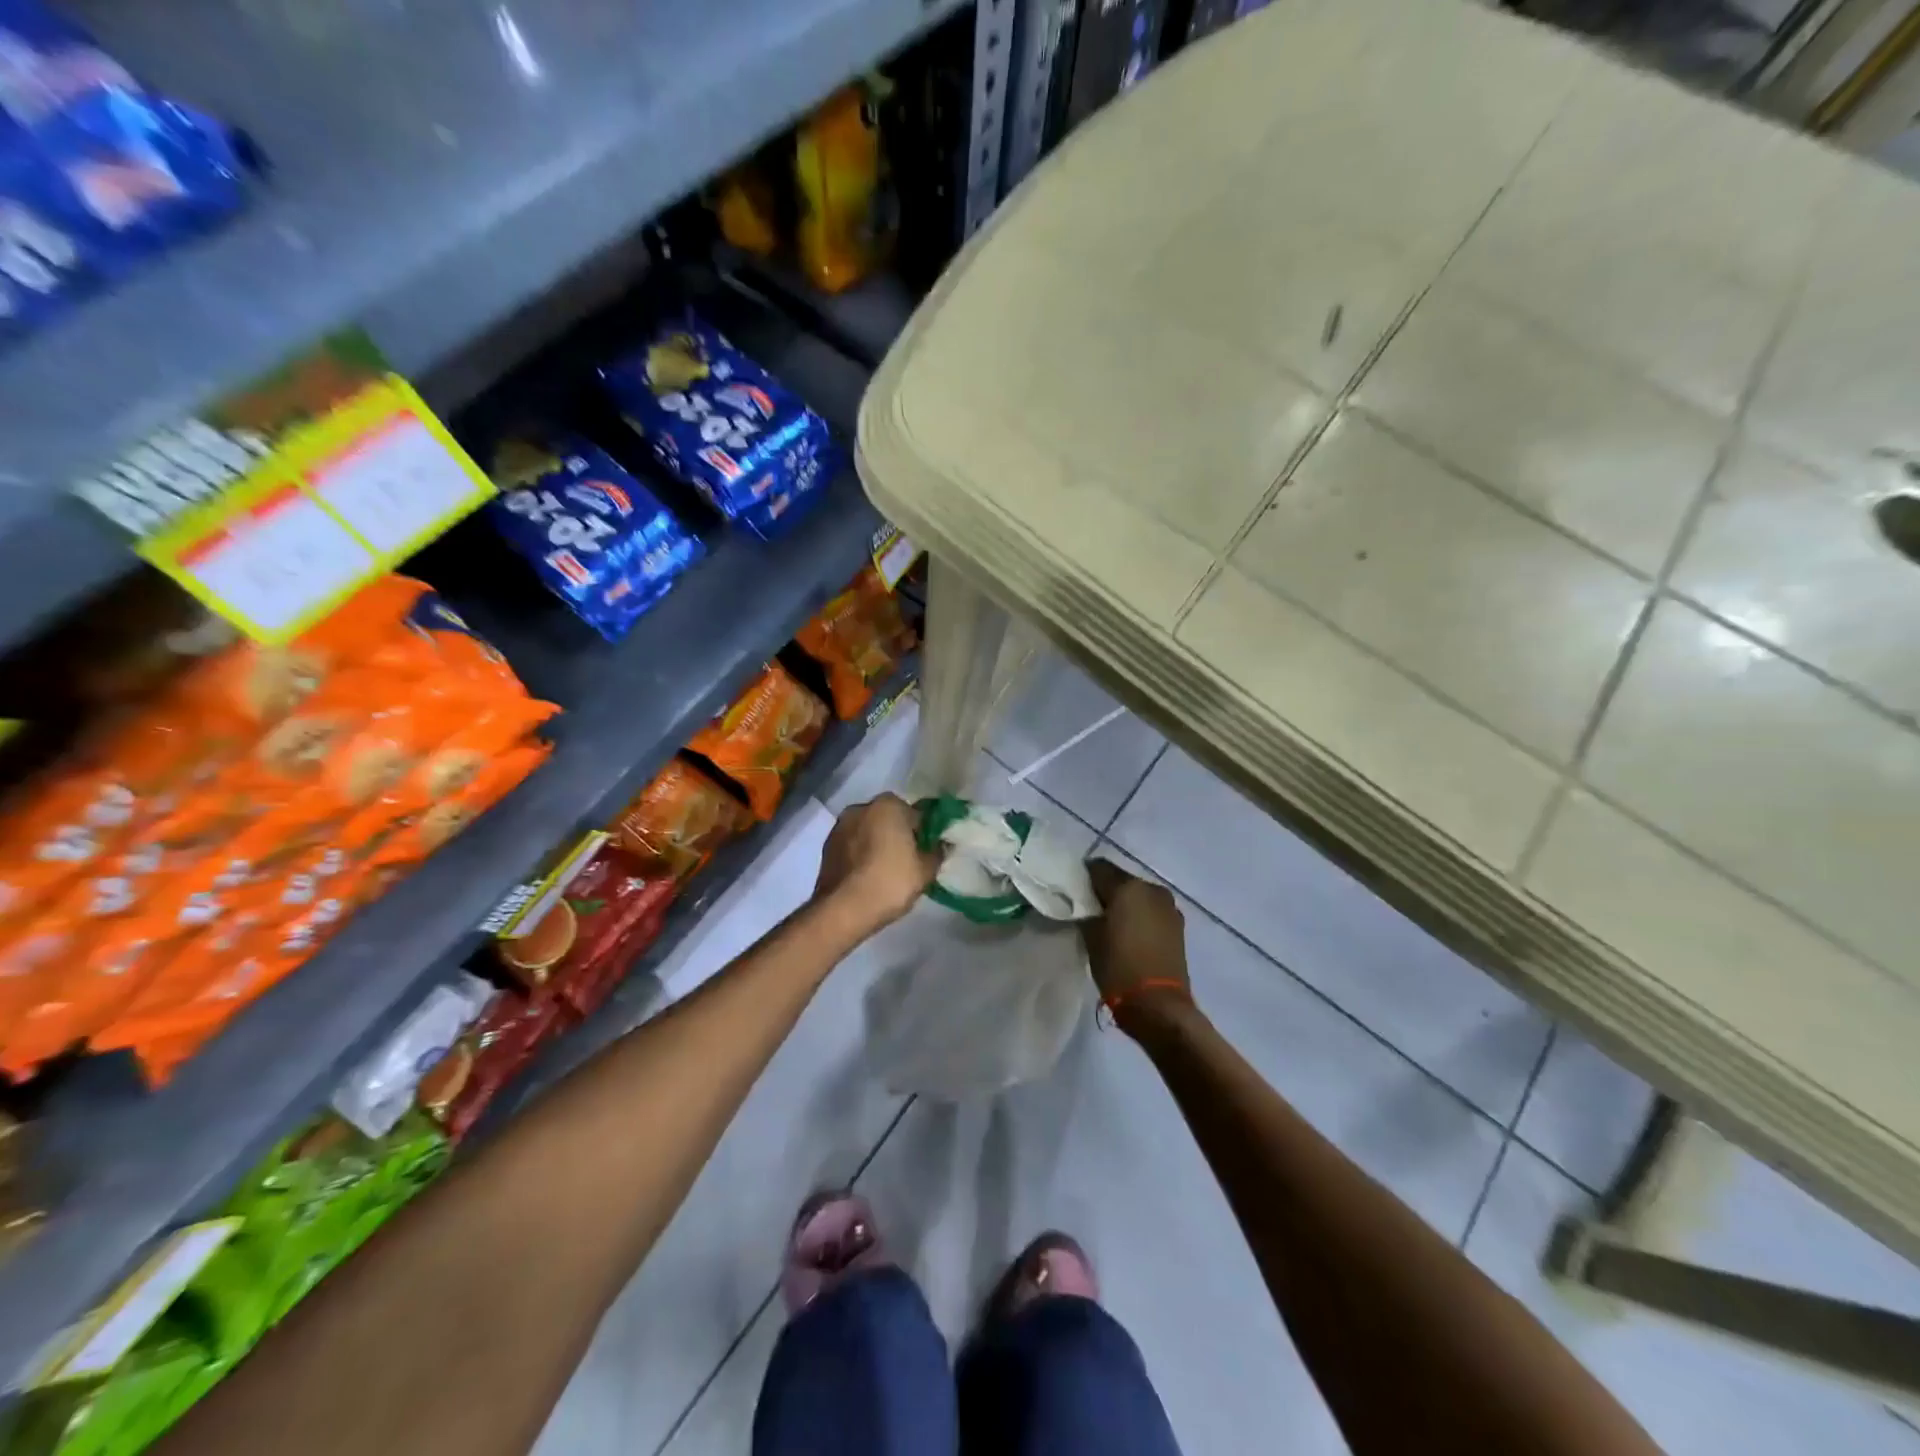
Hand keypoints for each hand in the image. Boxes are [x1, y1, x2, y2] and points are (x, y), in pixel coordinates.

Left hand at [812, 794, 940, 941]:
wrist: (843, 909)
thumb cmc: (890, 882)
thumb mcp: (926, 870)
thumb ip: (937, 852)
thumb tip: (941, 844)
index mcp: (888, 804)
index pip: (916, 814)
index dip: (925, 833)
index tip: (928, 852)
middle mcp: (861, 807)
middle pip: (889, 819)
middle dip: (899, 835)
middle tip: (909, 862)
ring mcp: (840, 826)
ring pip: (869, 831)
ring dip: (877, 844)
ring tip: (886, 871)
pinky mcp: (827, 846)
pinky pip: (853, 846)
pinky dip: (861, 855)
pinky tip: (867, 876)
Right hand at [1081, 860, 1193, 1027]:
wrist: (1158, 1005)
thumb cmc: (1118, 967)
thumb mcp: (1091, 937)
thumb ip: (1086, 911)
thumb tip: (1086, 904)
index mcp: (1128, 887)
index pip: (1098, 868)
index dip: (1084, 878)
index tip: (1074, 892)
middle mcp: (1151, 889)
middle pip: (1121, 880)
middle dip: (1106, 891)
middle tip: (1090, 909)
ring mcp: (1169, 907)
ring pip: (1139, 895)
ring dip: (1126, 903)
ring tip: (1111, 924)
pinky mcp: (1178, 925)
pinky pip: (1152, 910)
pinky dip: (1140, 916)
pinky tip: (1130, 934)